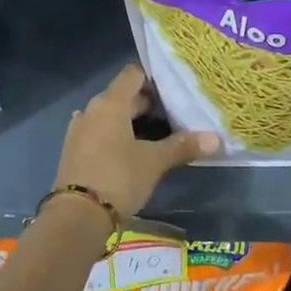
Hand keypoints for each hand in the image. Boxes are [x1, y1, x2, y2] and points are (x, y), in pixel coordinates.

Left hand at [53, 65, 217, 221]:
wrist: (77, 216)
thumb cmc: (118, 177)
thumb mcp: (154, 162)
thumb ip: (182, 146)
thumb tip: (215, 139)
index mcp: (110, 104)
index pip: (132, 74)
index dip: (154, 78)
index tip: (175, 88)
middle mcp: (91, 111)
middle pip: (122, 96)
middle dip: (148, 103)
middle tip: (175, 114)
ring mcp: (79, 131)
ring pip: (111, 117)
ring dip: (132, 122)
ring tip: (159, 134)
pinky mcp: (75, 152)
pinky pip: (100, 133)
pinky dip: (117, 136)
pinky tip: (133, 151)